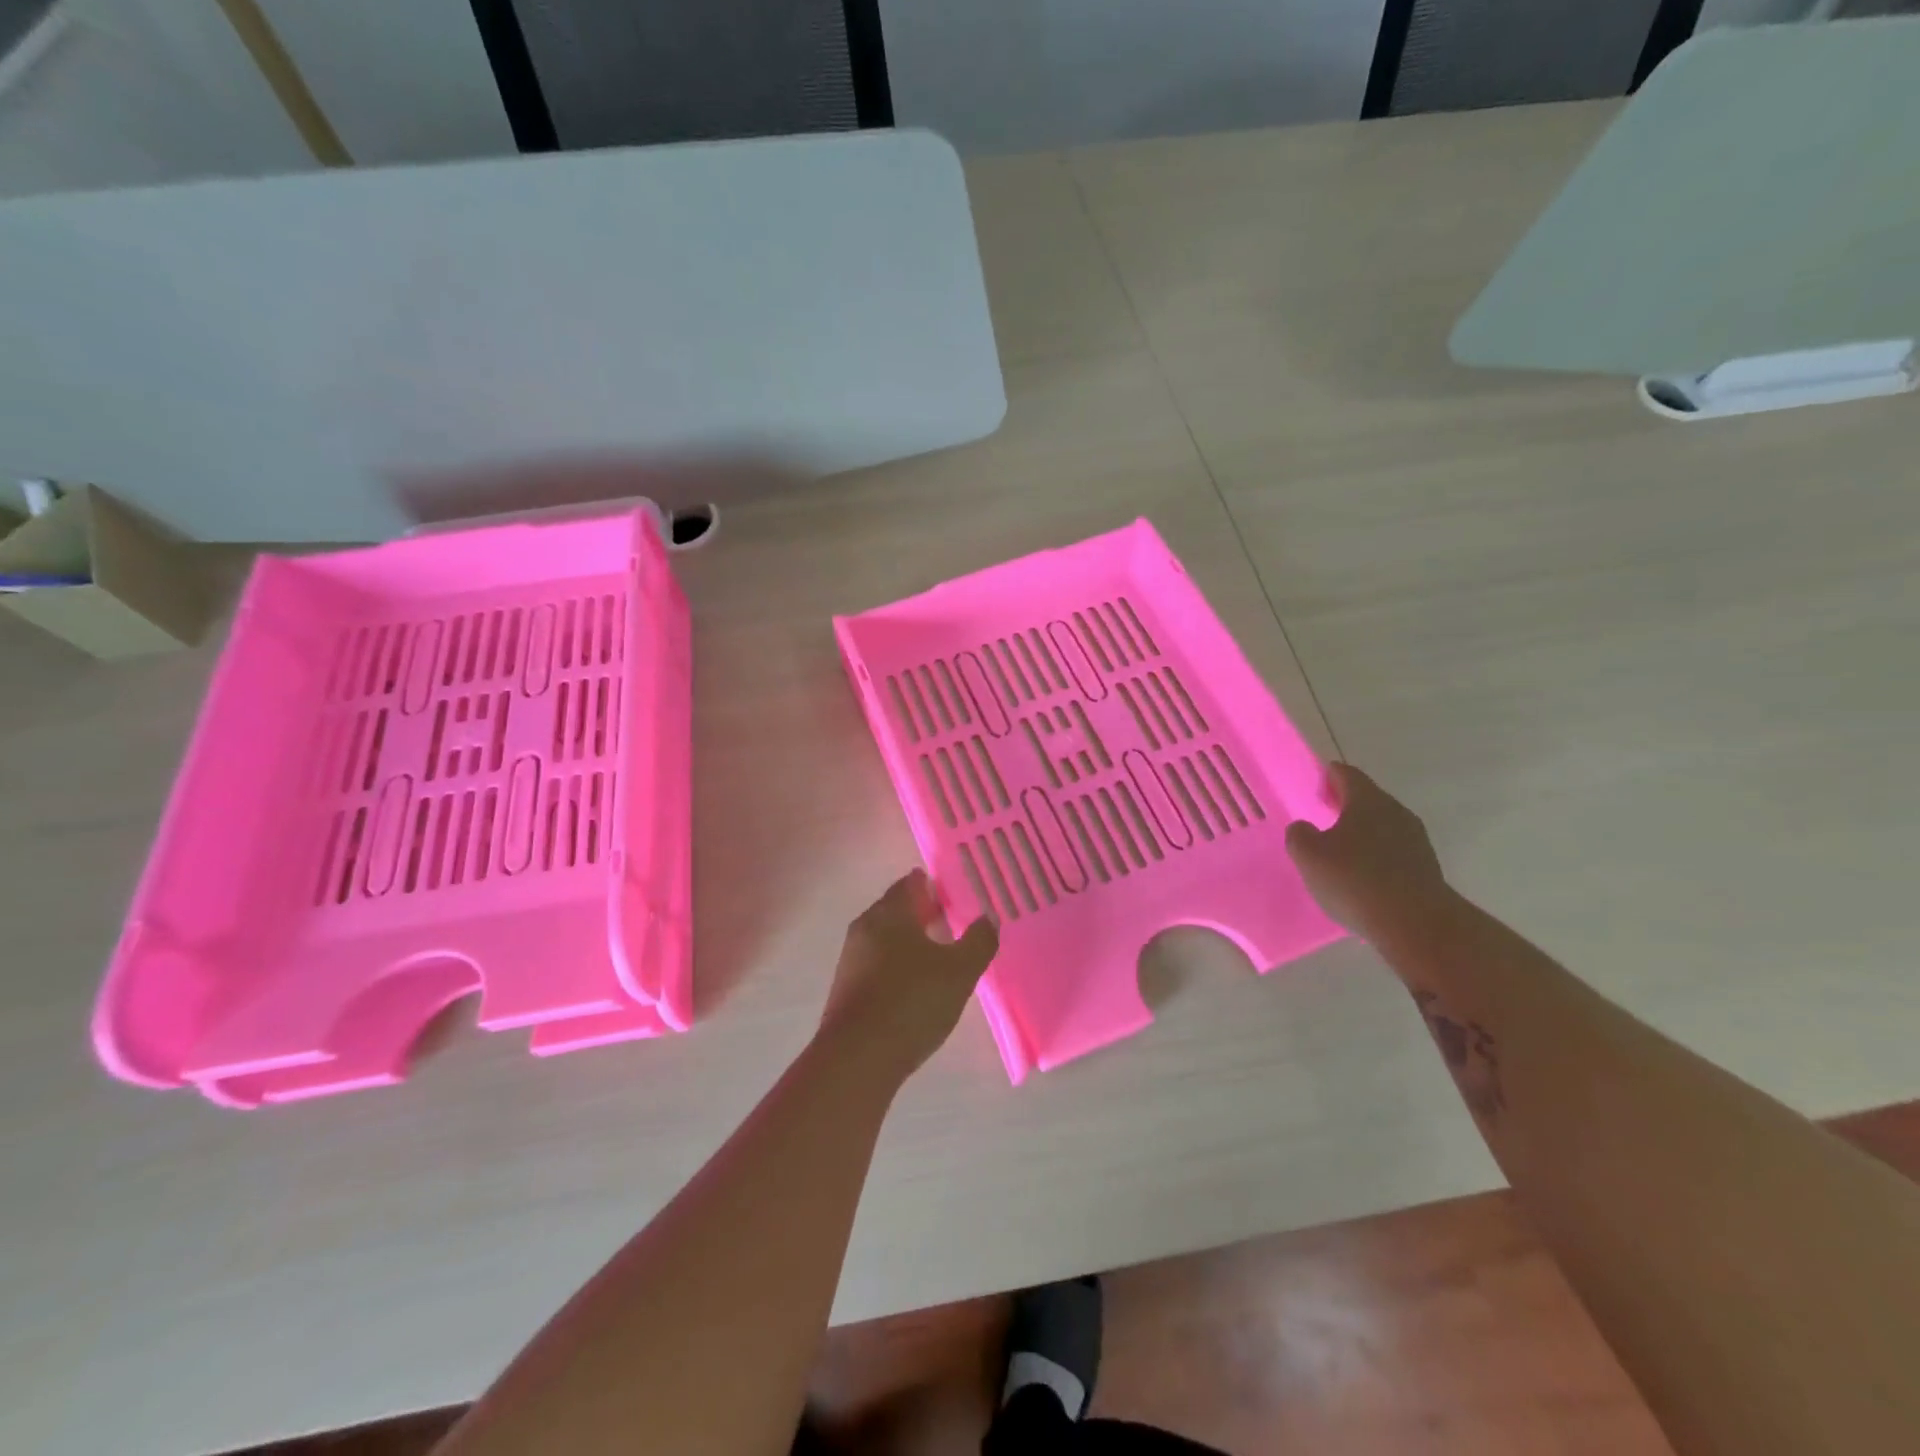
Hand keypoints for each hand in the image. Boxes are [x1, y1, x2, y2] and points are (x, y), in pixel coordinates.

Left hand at [819, 870, 998, 1081]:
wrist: (856, 1058)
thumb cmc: (912, 1002)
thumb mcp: (959, 972)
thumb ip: (978, 941)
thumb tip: (988, 918)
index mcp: (890, 913)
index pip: (911, 884)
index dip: (933, 886)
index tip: (955, 895)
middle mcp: (865, 927)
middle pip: (895, 909)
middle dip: (922, 913)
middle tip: (951, 922)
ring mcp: (851, 958)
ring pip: (885, 937)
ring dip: (909, 940)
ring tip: (938, 956)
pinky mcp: (846, 988)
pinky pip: (876, 963)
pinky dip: (896, 964)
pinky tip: (913, 986)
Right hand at [1285, 763, 1450, 940]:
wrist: (1416, 925)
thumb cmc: (1355, 880)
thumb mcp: (1309, 856)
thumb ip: (1299, 834)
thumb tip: (1304, 828)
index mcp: (1368, 800)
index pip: (1346, 774)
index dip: (1328, 775)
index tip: (1314, 786)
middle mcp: (1396, 812)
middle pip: (1367, 798)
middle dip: (1344, 804)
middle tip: (1322, 817)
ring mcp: (1415, 839)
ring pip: (1382, 825)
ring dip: (1361, 831)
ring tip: (1339, 850)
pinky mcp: (1425, 866)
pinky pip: (1393, 850)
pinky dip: (1376, 854)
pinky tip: (1361, 875)